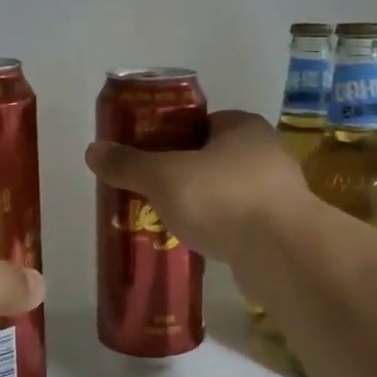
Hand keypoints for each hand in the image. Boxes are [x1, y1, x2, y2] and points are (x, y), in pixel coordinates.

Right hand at [84, 109, 312, 264]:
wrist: (284, 254)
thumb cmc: (222, 198)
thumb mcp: (163, 176)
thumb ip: (129, 164)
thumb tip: (92, 150)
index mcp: (242, 126)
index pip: (200, 122)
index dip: (170, 136)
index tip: (146, 158)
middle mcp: (265, 152)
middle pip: (212, 157)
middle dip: (182, 173)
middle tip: (151, 191)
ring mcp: (279, 192)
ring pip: (227, 191)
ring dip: (202, 203)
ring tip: (169, 221)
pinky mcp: (283, 229)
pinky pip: (241, 222)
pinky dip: (220, 228)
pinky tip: (199, 243)